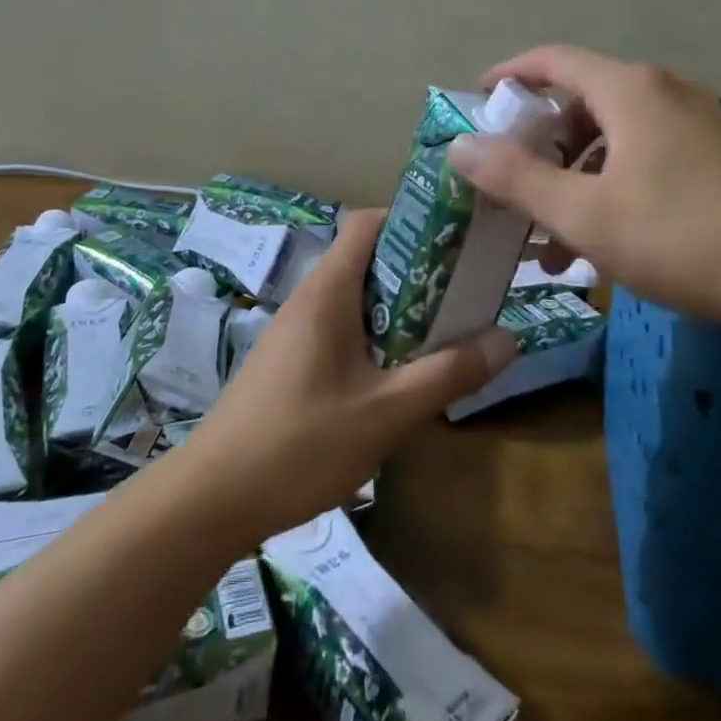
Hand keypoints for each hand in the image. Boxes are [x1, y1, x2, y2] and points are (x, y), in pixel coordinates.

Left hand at [178, 209, 516, 544]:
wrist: (212, 499)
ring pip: (358, 299)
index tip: (457, 243)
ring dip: (401, 309)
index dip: (413, 221)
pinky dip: (377, 337)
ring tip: (445, 333)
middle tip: (467, 294)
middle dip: (419, 271)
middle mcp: (310, 298)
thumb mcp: (386, 412)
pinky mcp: (291, 361)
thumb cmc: (300, 444)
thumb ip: (448, 374)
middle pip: (369, 259)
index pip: (369, 223)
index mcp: (328, 291)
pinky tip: (399, 375)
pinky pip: (343, 329)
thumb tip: (509, 338)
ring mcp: (297, 331)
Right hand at [447, 44, 720, 330]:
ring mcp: (699, 123)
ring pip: (616, 137)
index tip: (478, 100)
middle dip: (539, 142)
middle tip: (510, 183)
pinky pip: (648, 156)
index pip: (552, 60)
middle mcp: (664, 93)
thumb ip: (517, 178)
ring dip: (576, 176)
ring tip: (552, 236)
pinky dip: (614, 185)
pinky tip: (608, 240)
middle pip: (582, 100)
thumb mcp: (586, 214)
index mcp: (629, 91)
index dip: (509, 74)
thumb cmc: (686, 236)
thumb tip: (458, 146)